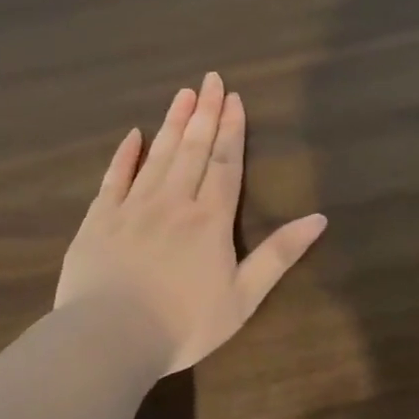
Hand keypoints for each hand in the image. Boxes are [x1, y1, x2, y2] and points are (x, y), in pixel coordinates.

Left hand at [54, 73, 327, 378]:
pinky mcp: (99, 219)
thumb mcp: (243, 297)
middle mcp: (173, 201)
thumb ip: (279, 255)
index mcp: (210, 219)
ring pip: (158, 155)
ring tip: (183, 93)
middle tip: (211, 78)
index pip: (225, 163)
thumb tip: (319, 219)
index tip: (234, 98)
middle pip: (193, 148)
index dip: (231, 129)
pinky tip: (133, 135)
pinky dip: (125, 155)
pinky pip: (114, 177)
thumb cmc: (184, 323)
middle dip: (205, 112)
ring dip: (173, 123)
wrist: (109, 339)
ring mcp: (133, 207)